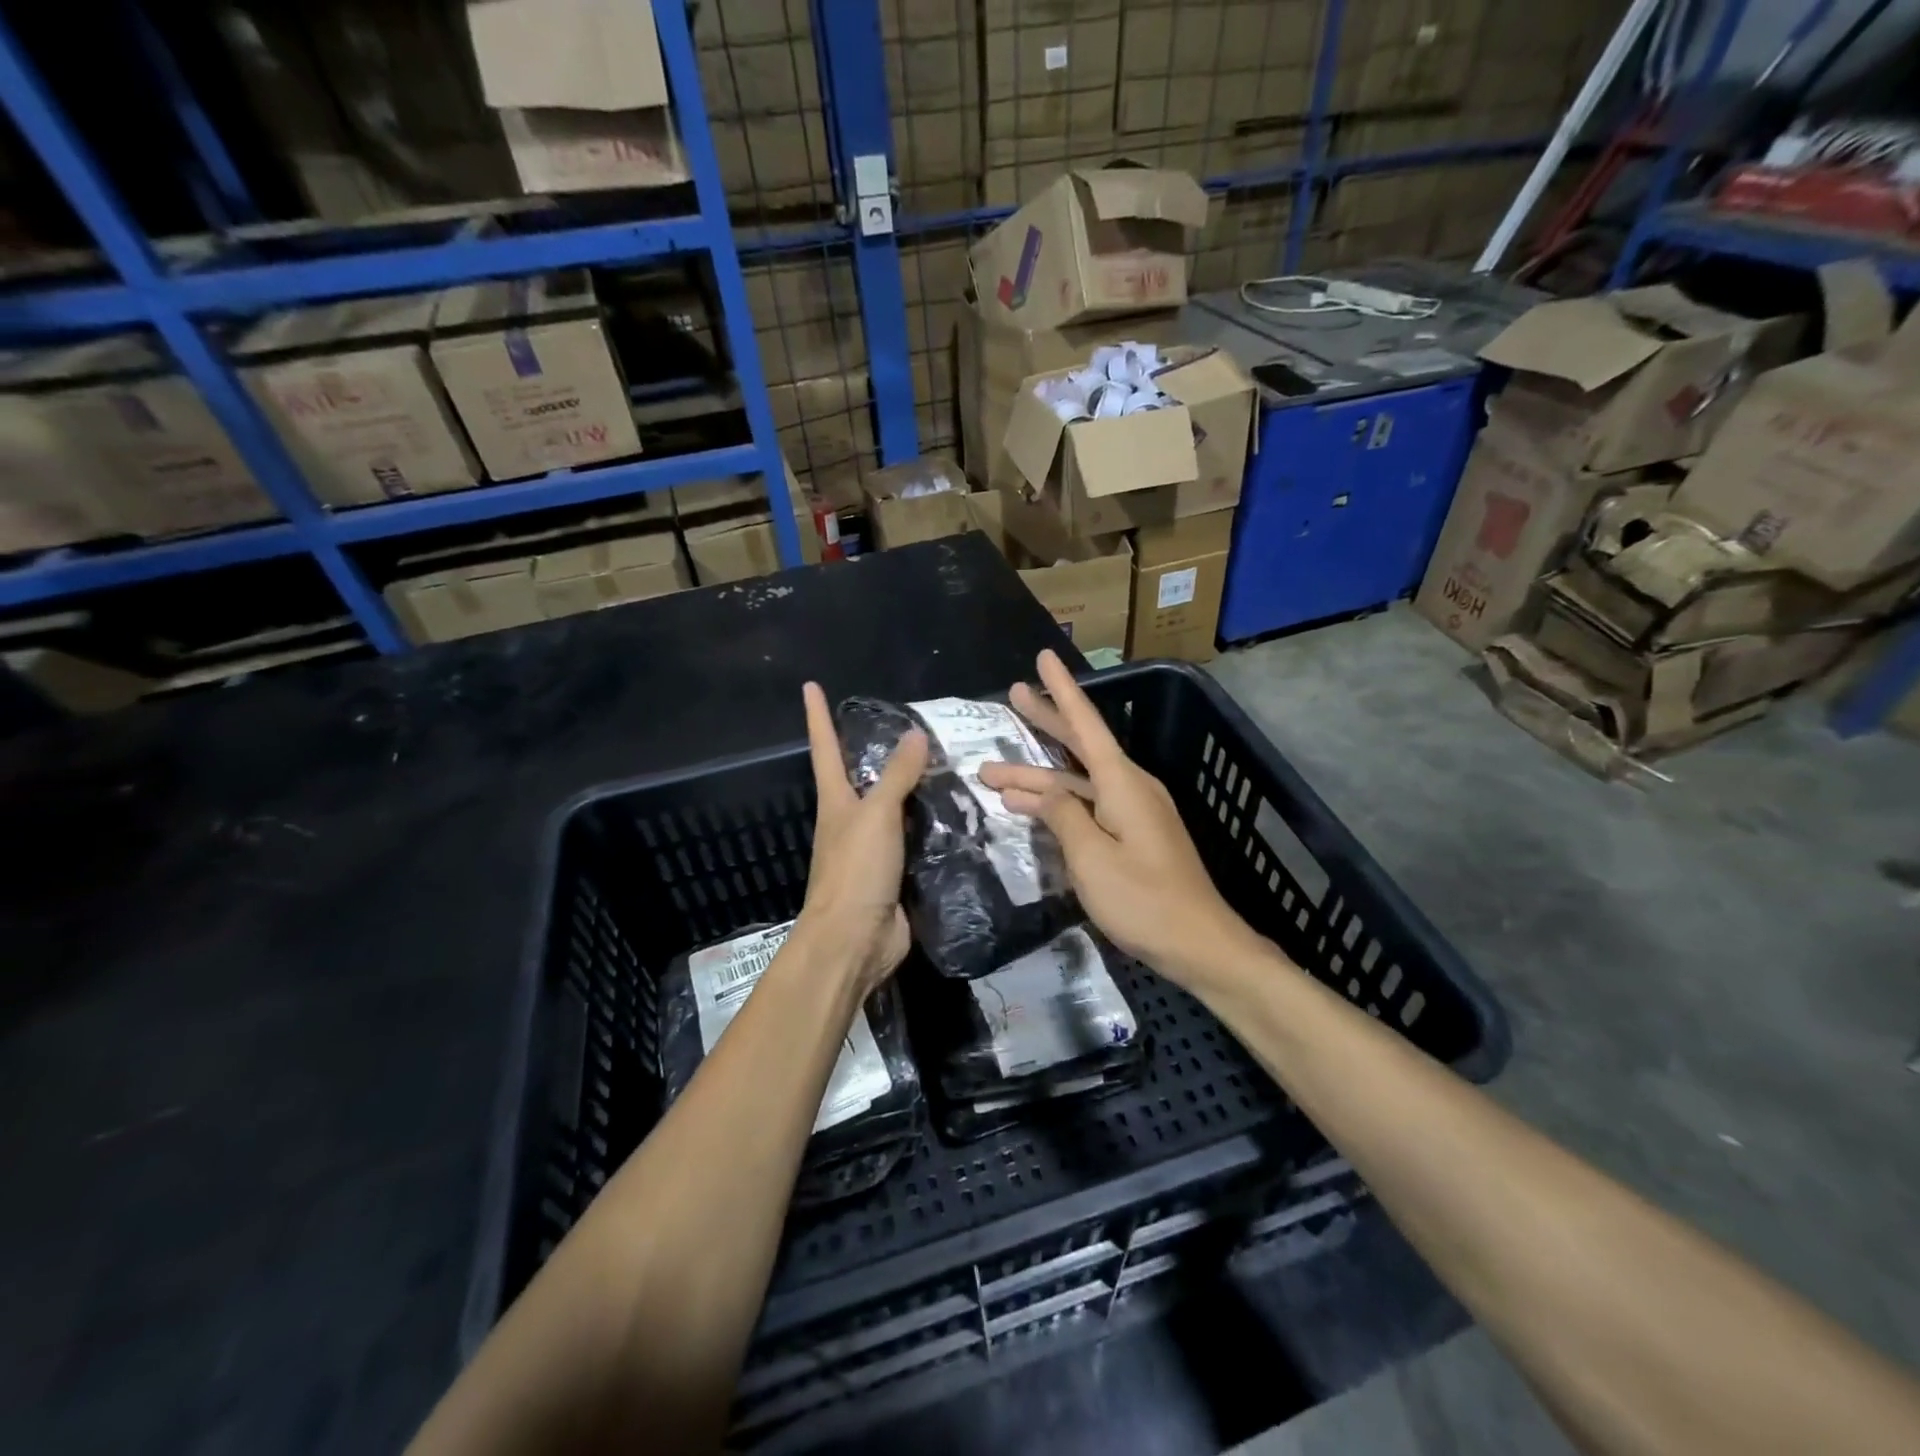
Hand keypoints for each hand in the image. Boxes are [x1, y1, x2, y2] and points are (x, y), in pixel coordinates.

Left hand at [792, 682, 928, 997]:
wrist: (855, 941)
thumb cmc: (855, 871)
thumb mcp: (876, 815)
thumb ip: (897, 776)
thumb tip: (914, 734)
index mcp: (835, 801)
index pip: (825, 748)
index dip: (818, 716)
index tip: (810, 686)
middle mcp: (850, 821)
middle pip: (860, 777)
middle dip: (875, 752)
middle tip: (909, 726)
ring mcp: (871, 850)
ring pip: (894, 809)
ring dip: (913, 790)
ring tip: (947, 765)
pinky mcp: (895, 875)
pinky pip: (916, 841)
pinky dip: (932, 826)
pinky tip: (957, 817)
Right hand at [979, 651, 1263, 991]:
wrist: (1200, 944)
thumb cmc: (1144, 900)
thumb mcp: (1092, 858)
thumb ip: (1061, 817)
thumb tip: (1036, 791)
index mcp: (1123, 783)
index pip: (1085, 724)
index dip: (1061, 690)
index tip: (1043, 657)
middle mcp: (1130, 787)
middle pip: (1081, 744)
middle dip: (1045, 721)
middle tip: (1012, 696)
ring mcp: (1134, 812)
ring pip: (1079, 781)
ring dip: (1039, 777)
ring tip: (993, 775)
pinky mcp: (1134, 835)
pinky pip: (1089, 804)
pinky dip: (1059, 802)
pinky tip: (1031, 809)